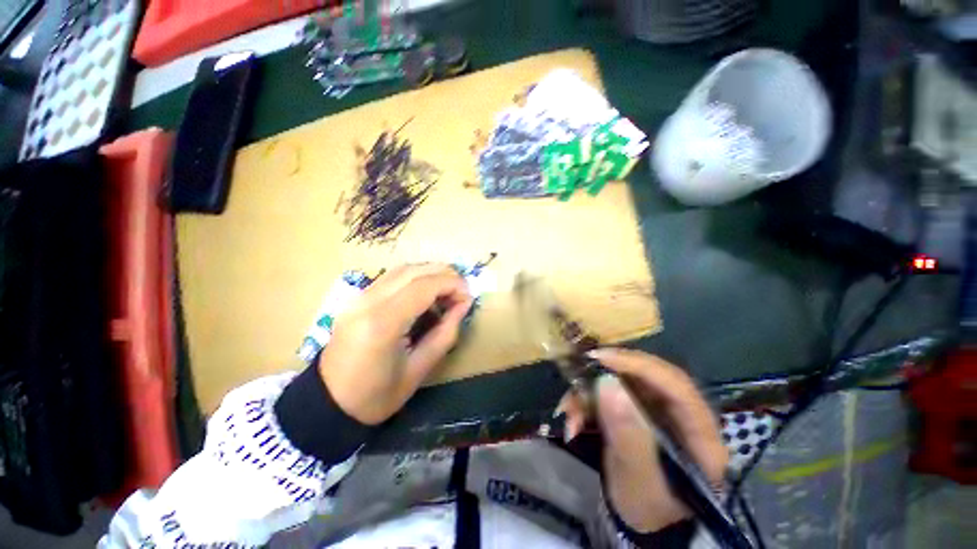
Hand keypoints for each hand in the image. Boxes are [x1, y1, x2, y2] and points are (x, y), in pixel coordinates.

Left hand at [319, 264, 472, 424]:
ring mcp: (358, 297)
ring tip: (447, 290)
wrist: (329, 403)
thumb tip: (463, 304)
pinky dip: (415, 278)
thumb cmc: (377, 395)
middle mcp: (368, 302)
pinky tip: (425, 293)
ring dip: (429, 273)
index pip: (423, 286)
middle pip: (413, 271)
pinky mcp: (357, 298)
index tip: (468, 295)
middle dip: (444, 274)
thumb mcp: (420, 369)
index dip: (452, 284)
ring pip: (402, 269)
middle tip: (461, 290)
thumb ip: (446, 332)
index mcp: (383, 323)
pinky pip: (391, 277)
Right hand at [558, 349, 727, 532]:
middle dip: (606, 375)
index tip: (600, 358)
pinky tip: (573, 421)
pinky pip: (608, 395)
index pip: (675, 383)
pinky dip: (586, 403)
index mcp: (699, 432)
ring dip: (589, 393)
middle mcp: (680, 413)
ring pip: (620, 383)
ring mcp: (656, 411)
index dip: (638, 365)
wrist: (643, 525)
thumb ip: (628, 436)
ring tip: (569, 414)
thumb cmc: (649, 509)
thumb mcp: (639, 481)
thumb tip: (608, 384)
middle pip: (643, 376)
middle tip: (577, 376)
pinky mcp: (635, 412)